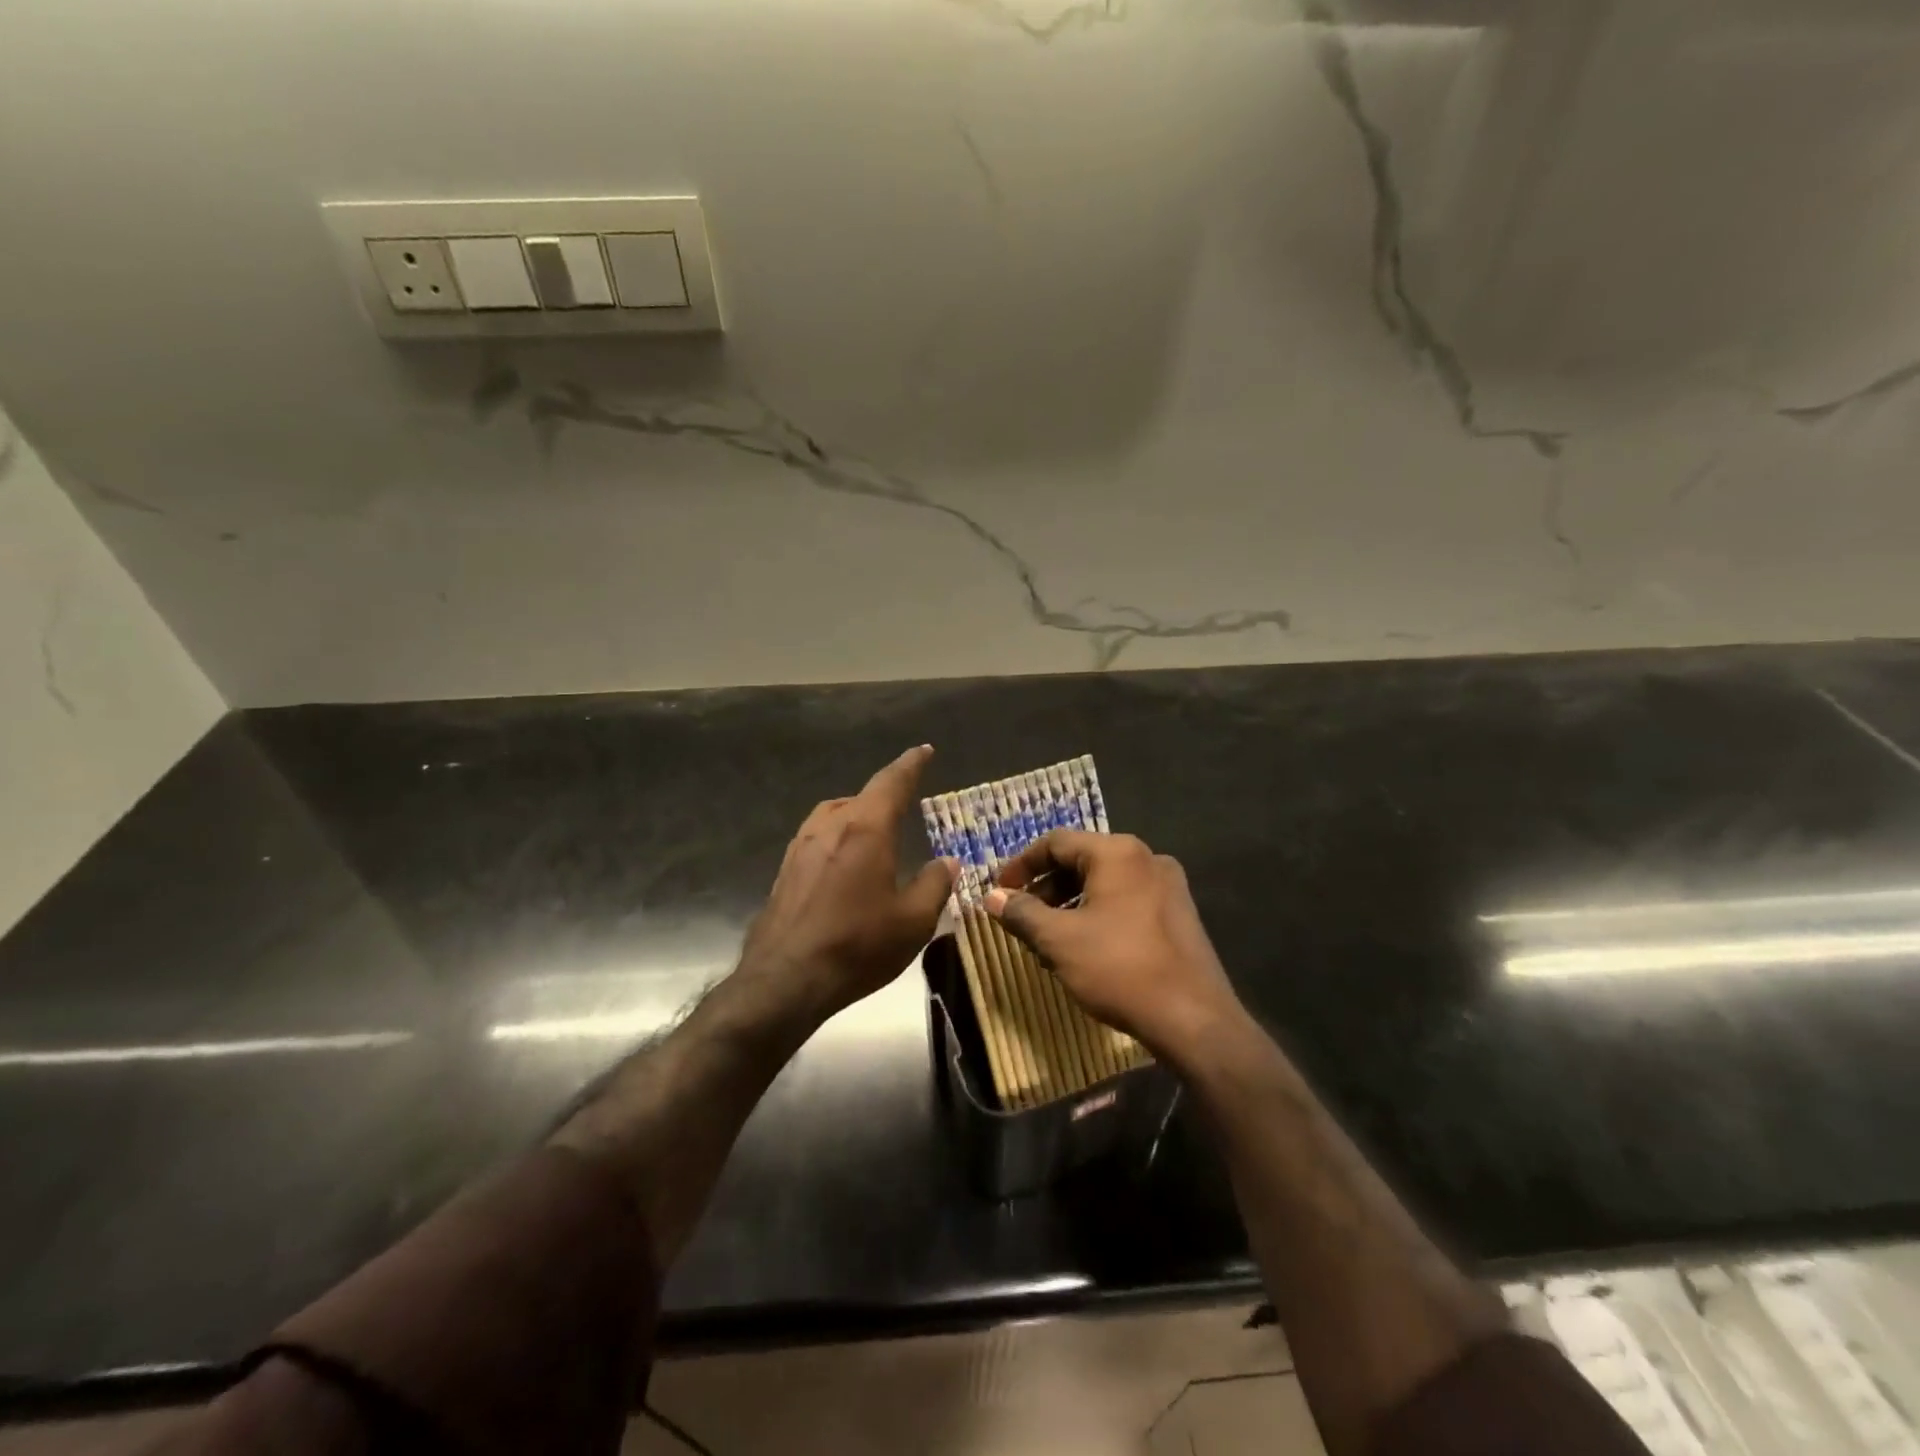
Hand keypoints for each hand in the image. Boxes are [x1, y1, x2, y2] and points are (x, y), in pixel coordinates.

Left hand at [739, 745, 956, 1019]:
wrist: (785, 979)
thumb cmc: (857, 946)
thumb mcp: (912, 921)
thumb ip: (935, 884)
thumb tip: (948, 862)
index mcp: (866, 829)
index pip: (892, 782)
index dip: (911, 764)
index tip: (924, 750)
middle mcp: (830, 826)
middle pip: (862, 796)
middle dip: (886, 794)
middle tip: (906, 802)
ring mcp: (801, 846)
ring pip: (835, 814)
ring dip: (858, 813)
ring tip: (876, 830)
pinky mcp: (785, 869)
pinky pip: (818, 836)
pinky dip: (838, 836)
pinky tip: (844, 862)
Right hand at [986, 831, 1243, 1063]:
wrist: (1194, 1019)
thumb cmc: (1120, 968)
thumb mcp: (1059, 940)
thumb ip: (1021, 913)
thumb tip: (991, 898)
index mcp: (1117, 852)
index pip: (1056, 842)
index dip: (1021, 865)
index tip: (998, 892)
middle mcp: (1146, 858)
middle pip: (1082, 860)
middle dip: (1045, 887)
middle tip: (1020, 917)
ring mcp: (1168, 885)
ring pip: (1104, 883)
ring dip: (1069, 903)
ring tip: (1047, 937)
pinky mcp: (1179, 913)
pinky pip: (1126, 900)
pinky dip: (1097, 913)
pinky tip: (1083, 947)